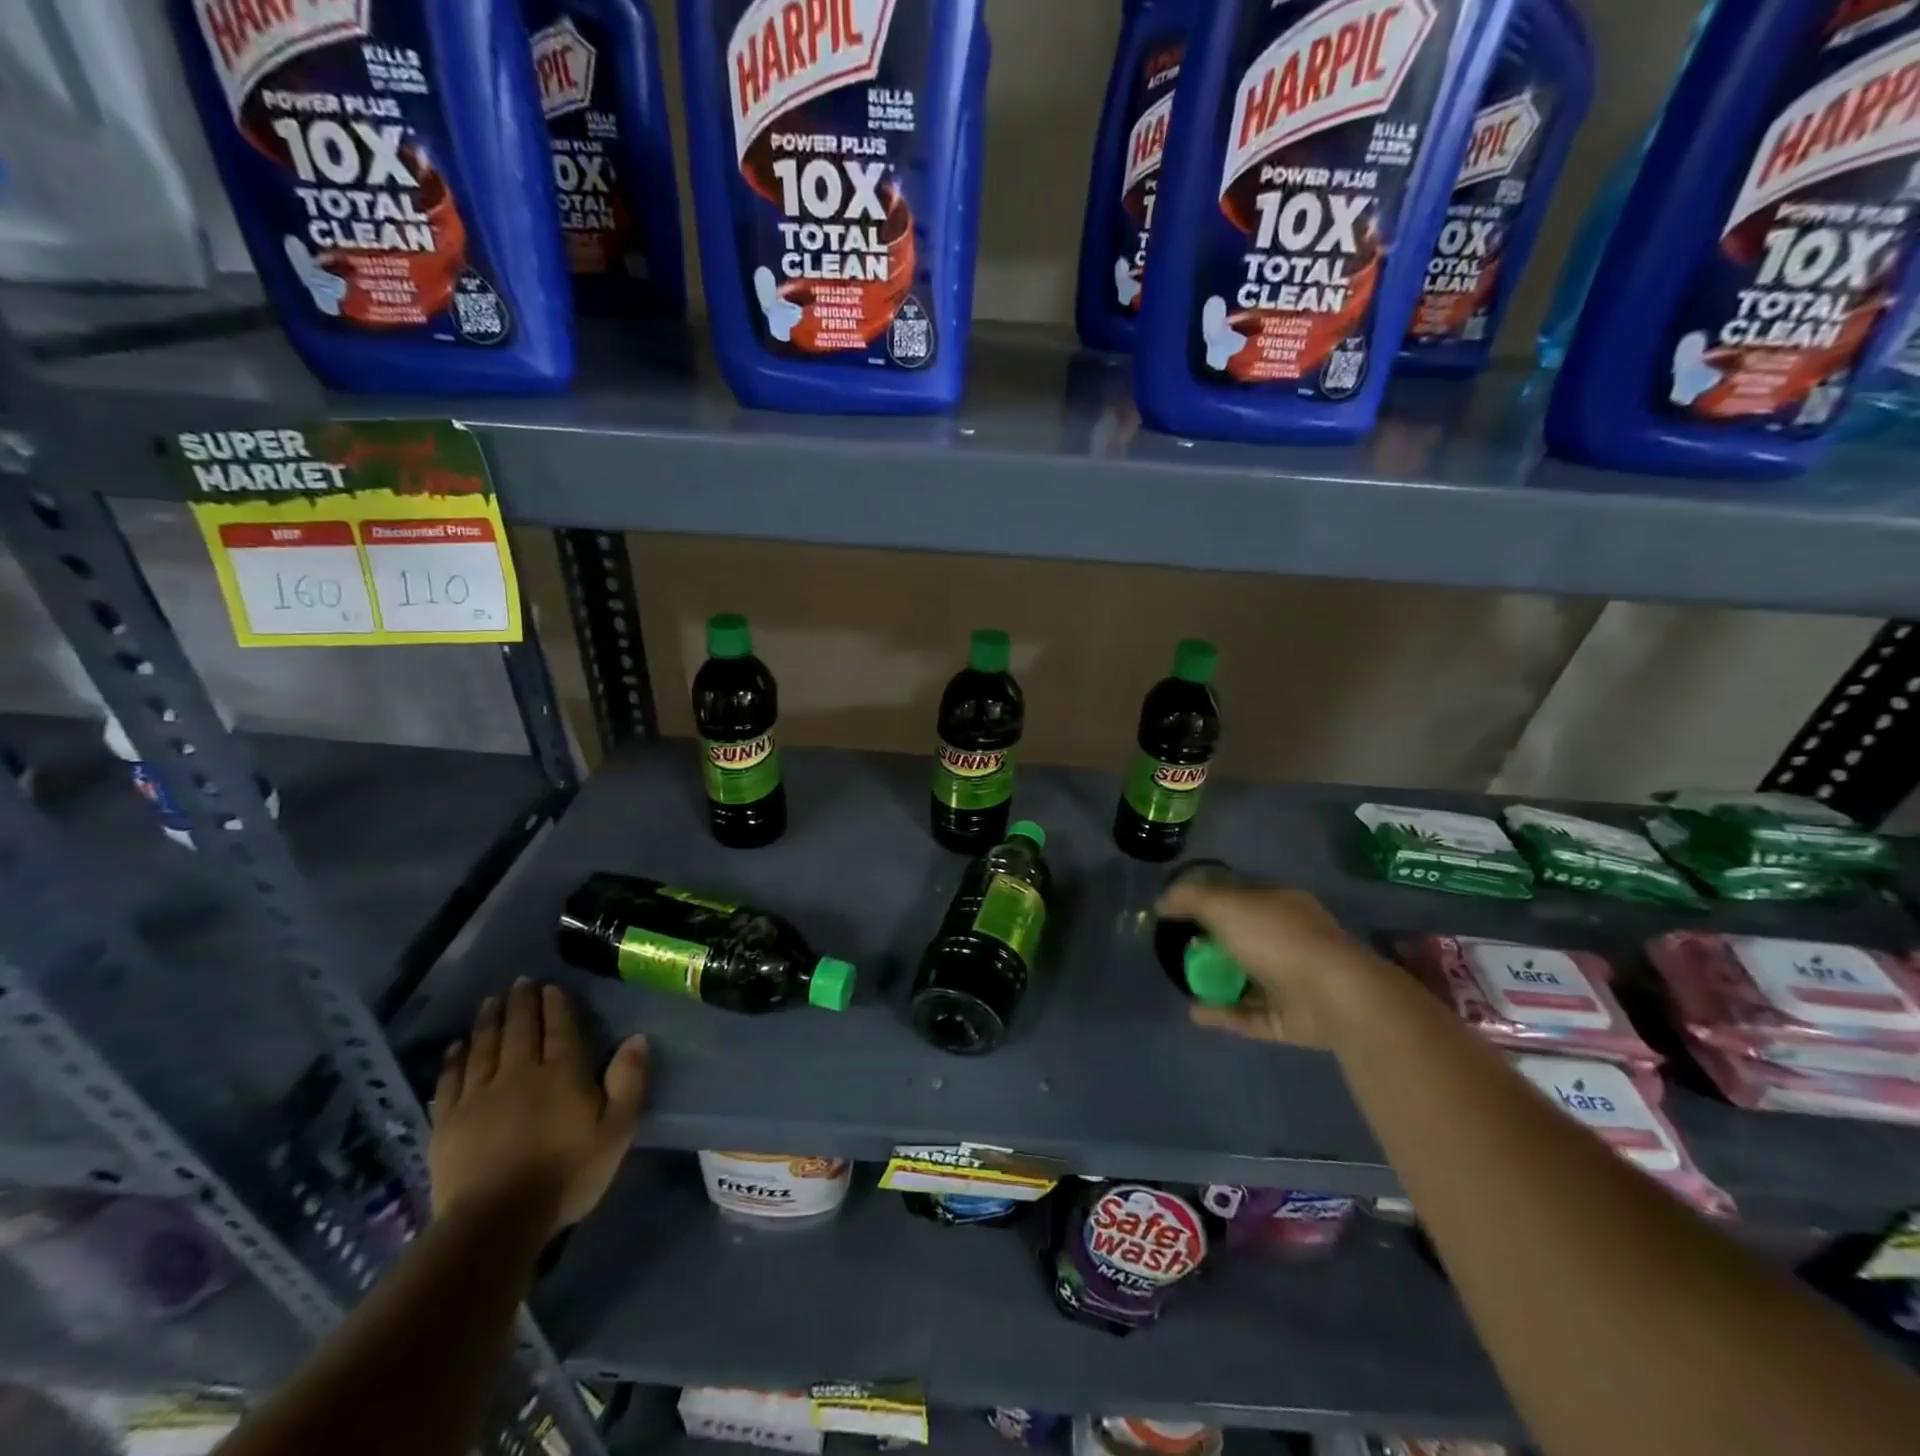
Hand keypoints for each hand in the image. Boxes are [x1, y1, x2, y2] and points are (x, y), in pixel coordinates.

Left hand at [431, 980, 646, 1235]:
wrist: (496, 1223)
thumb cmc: (567, 1175)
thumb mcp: (617, 1131)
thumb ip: (628, 1082)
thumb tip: (636, 1038)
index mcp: (562, 1073)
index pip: (560, 1027)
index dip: (555, 1005)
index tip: (550, 987)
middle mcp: (519, 1073)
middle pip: (519, 1029)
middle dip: (521, 1002)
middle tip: (520, 982)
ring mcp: (479, 1096)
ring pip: (484, 1045)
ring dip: (489, 1019)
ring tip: (492, 1000)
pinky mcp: (448, 1122)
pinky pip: (451, 1079)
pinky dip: (455, 1057)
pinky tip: (458, 1045)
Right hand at [1156, 882, 1385, 1048]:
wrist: (1334, 997)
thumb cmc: (1277, 939)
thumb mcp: (1225, 906)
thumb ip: (1190, 899)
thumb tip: (1162, 902)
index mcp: (1280, 905)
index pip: (1240, 896)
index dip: (1209, 900)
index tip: (1178, 910)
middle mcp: (1289, 939)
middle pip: (1243, 938)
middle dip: (1211, 944)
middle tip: (1177, 949)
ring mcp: (1293, 981)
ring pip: (1247, 980)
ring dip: (1216, 982)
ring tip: (1182, 982)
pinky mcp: (1291, 1020)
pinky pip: (1249, 1016)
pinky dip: (1222, 1013)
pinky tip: (1194, 1012)